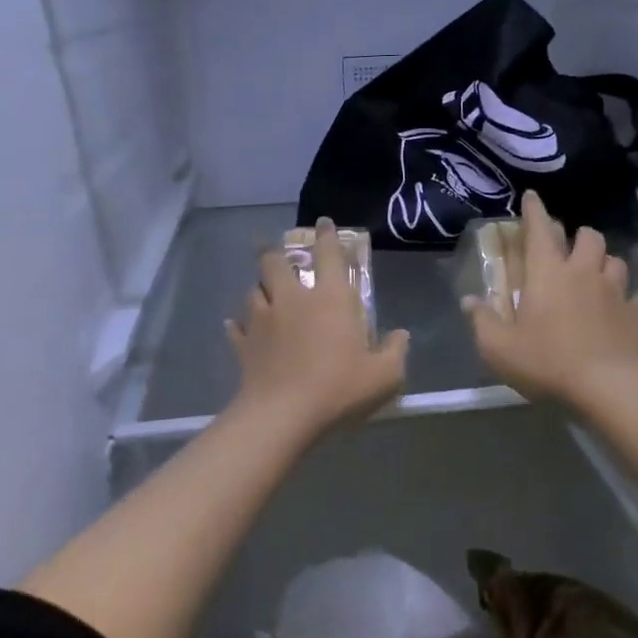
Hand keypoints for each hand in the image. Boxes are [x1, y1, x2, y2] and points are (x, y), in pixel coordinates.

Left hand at [226, 218, 409, 438]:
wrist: (283, 414)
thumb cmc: (339, 388)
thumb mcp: (383, 376)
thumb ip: (395, 352)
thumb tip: (401, 335)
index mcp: (330, 299)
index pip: (328, 254)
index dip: (326, 235)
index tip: (322, 223)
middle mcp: (292, 299)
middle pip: (276, 262)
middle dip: (276, 254)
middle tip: (280, 256)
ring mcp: (262, 319)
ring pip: (253, 289)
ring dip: (260, 287)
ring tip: (264, 291)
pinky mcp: (243, 343)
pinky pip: (236, 327)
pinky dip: (238, 324)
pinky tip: (236, 325)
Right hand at [465, 190, 637, 407]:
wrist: (606, 386)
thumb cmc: (546, 361)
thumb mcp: (499, 347)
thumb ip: (482, 320)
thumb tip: (469, 300)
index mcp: (548, 273)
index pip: (540, 229)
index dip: (534, 210)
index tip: (531, 196)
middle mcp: (583, 272)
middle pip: (589, 236)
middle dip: (578, 236)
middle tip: (568, 248)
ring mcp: (614, 292)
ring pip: (615, 260)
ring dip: (604, 262)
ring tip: (595, 273)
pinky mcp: (635, 314)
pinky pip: (636, 296)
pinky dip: (629, 296)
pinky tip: (623, 304)